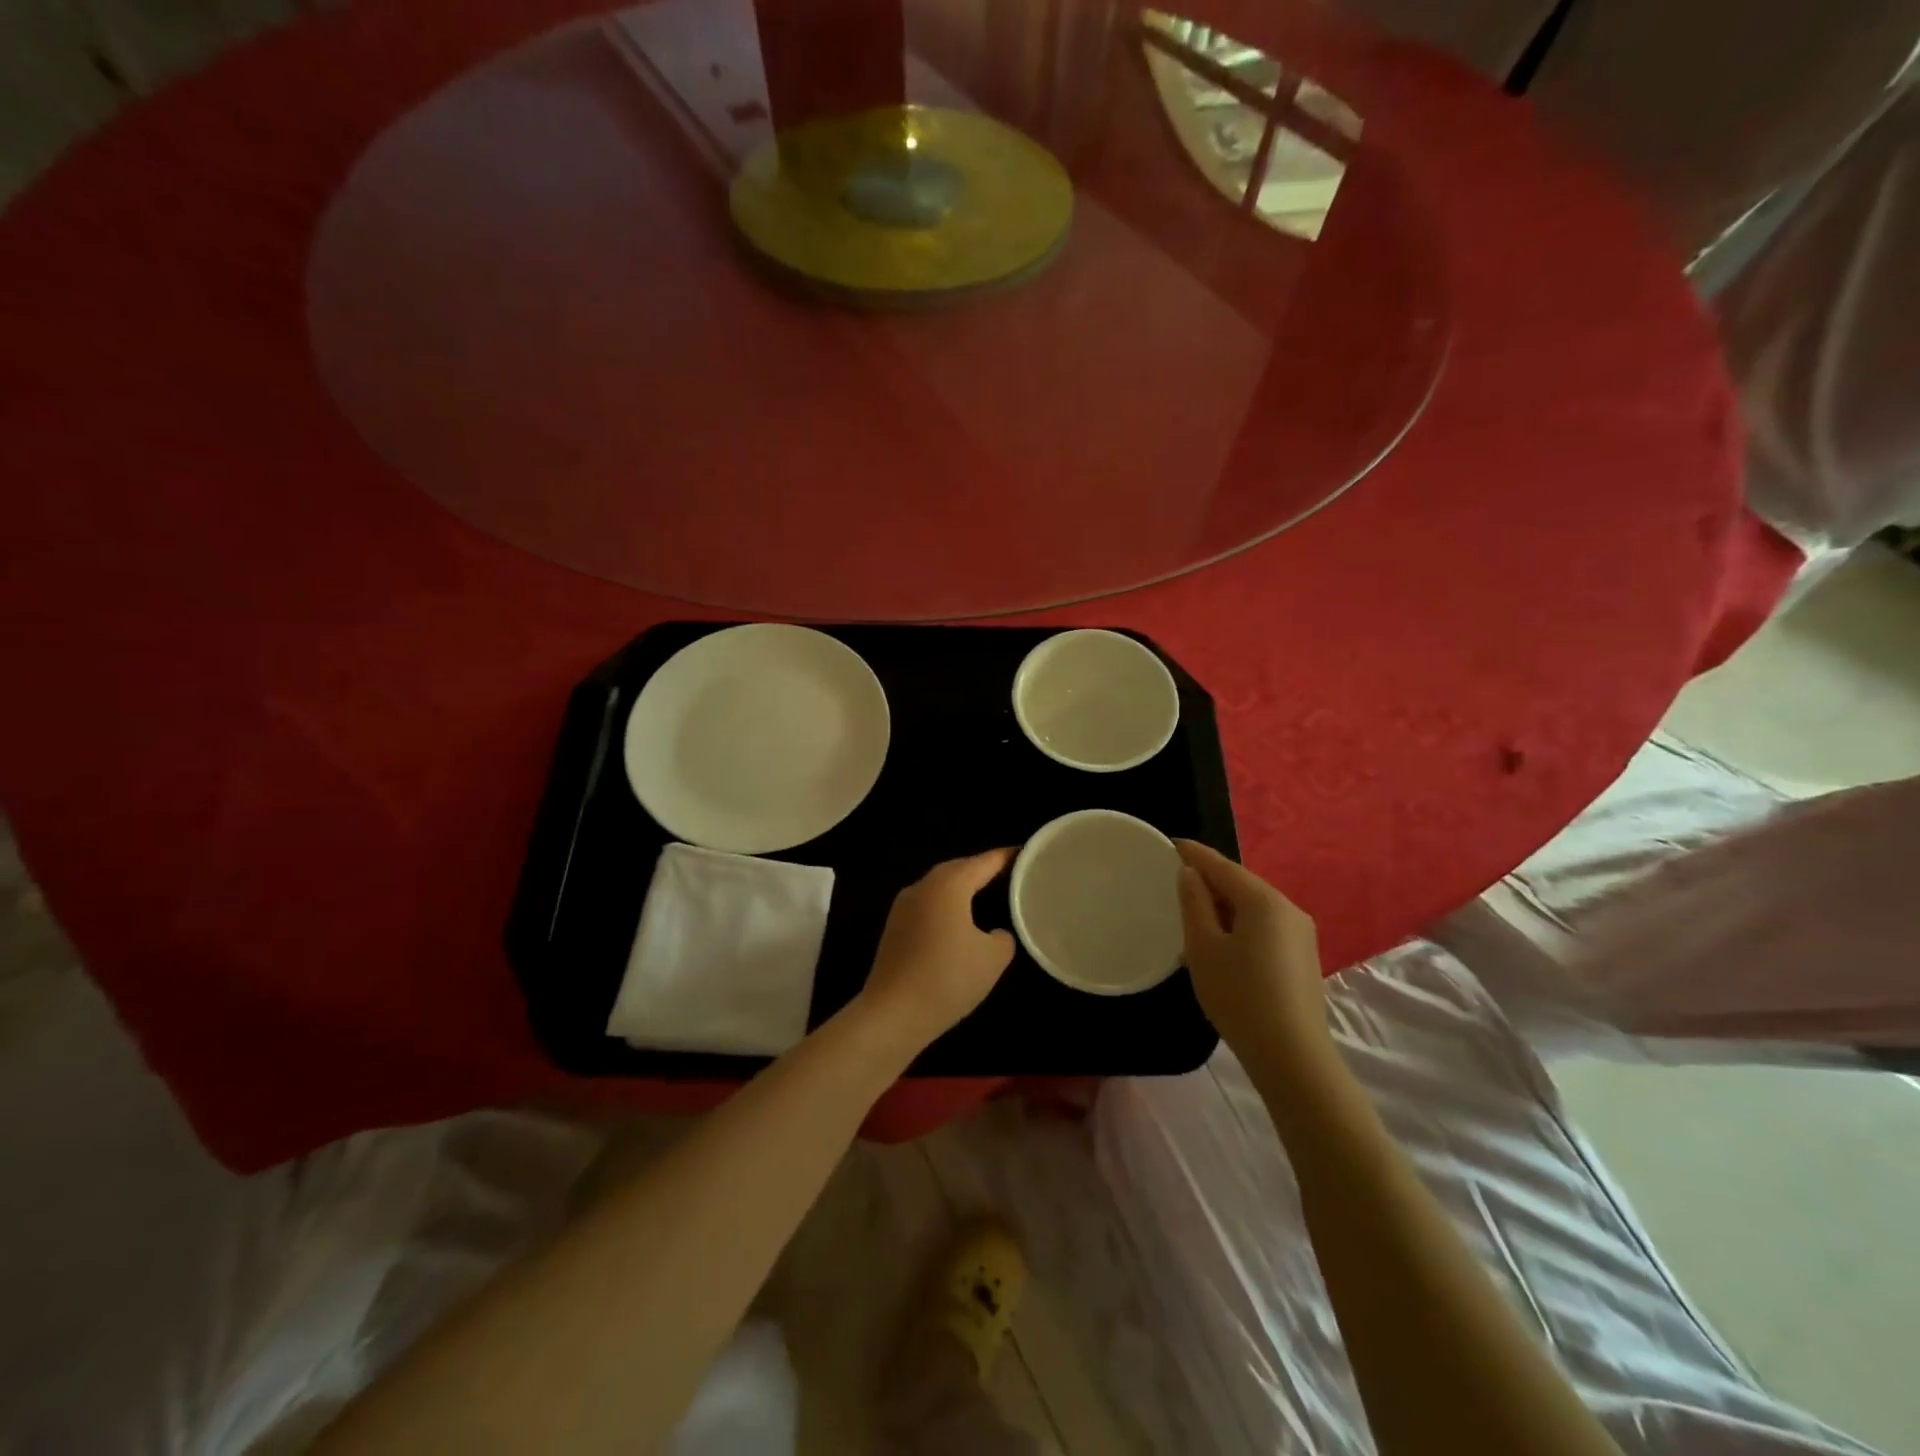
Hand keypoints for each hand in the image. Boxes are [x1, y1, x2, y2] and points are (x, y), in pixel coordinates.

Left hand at [856, 849, 1016, 1052]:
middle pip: (959, 868)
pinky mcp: (895, 928)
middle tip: (1011, 875)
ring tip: (990, 895)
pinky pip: (928, 905)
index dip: (1008, 857)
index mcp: (948, 884)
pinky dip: (948, 906)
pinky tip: (961, 922)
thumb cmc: (948, 978)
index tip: (1028, 854)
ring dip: (963, 888)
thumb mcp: (993, 958)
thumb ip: (1004, 937)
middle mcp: (922, 886)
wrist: (893, 1014)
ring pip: (940, 887)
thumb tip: (996, 932)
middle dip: (984, 869)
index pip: (985, 861)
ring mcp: (903, 906)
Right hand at [1175, 840, 1329, 1070]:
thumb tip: (1191, 874)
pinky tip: (1224, 941)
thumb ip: (1194, 903)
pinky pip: (1266, 925)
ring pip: (1255, 906)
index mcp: (1264, 900)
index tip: (1171, 844)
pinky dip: (1241, 923)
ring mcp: (1301, 933)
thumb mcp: (1203, 947)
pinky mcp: (1304, 956)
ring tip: (1195, 911)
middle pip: (1241, 883)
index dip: (1194, 853)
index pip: (1222, 865)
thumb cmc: (1239, 996)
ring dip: (1225, 904)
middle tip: (1176, 880)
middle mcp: (1289, 908)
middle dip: (1210, 879)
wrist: (1292, 1056)